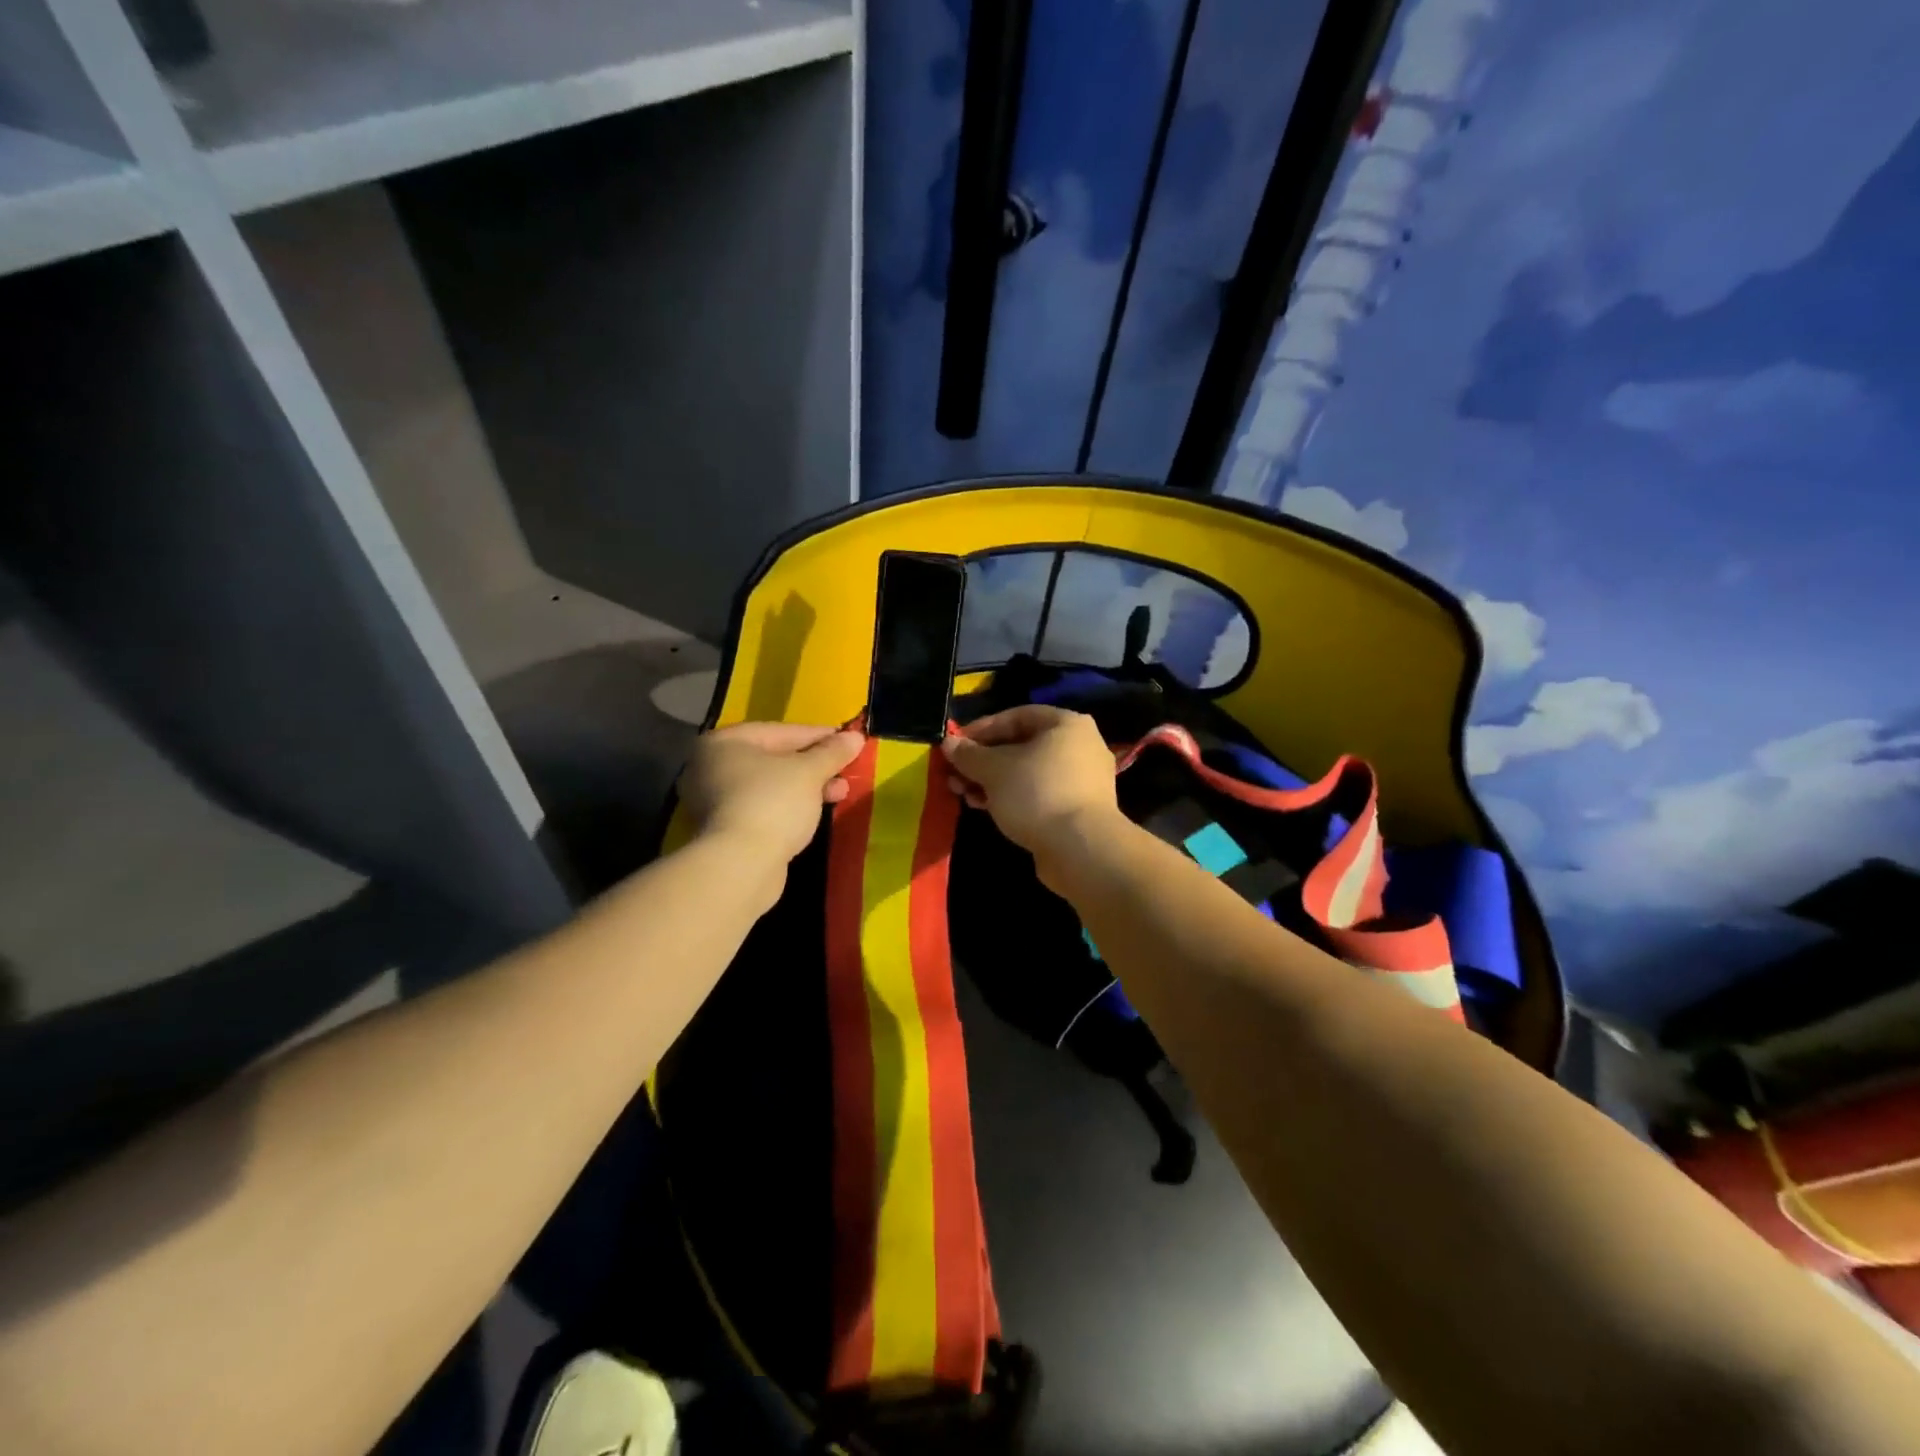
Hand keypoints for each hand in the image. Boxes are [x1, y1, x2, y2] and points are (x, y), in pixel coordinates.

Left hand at [679, 723, 865, 864]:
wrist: (741, 865)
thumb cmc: (772, 803)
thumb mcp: (809, 772)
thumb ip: (832, 752)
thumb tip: (855, 737)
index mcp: (724, 742)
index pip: (781, 731)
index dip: (819, 736)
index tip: (848, 742)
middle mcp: (711, 767)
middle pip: (775, 759)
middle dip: (815, 765)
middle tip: (846, 771)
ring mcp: (714, 801)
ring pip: (771, 786)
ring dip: (807, 788)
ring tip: (840, 794)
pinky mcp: (725, 830)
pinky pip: (764, 808)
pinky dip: (790, 807)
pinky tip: (816, 812)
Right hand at [941, 706, 1122, 872]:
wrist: (1080, 849)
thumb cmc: (1036, 793)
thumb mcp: (994, 770)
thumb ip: (969, 754)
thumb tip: (949, 743)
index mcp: (1066, 724)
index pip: (1016, 716)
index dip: (981, 728)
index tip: (956, 744)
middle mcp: (1080, 746)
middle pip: (1022, 746)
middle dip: (983, 760)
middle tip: (954, 773)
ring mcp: (1082, 780)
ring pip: (1028, 773)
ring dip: (992, 781)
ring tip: (963, 793)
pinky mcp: (1077, 810)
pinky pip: (1038, 794)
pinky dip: (1011, 797)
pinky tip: (984, 807)